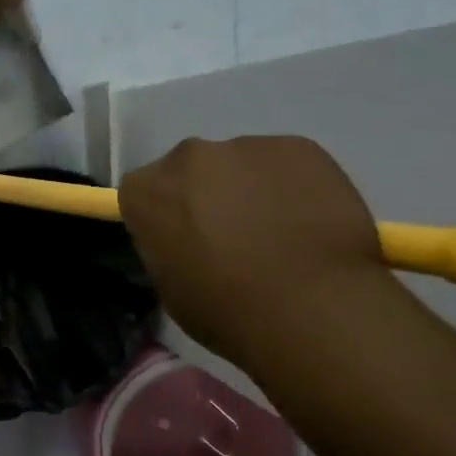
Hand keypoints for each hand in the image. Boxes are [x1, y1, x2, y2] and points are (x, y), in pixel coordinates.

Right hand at [118, 136, 387, 370]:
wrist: (313, 305)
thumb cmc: (227, 309)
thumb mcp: (170, 287)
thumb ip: (169, 247)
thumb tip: (187, 241)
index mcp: (146, 192)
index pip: (142, 193)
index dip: (163, 217)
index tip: (181, 241)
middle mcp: (188, 157)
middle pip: (190, 171)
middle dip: (205, 196)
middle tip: (232, 237)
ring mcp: (246, 147)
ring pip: (241, 166)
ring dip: (250, 191)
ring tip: (281, 234)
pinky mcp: (299, 147)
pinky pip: (286, 166)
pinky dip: (293, 188)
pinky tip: (311, 224)